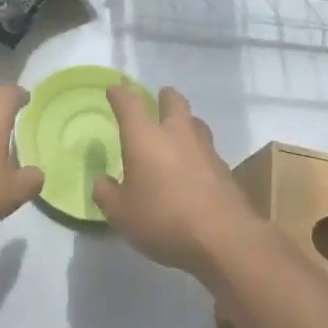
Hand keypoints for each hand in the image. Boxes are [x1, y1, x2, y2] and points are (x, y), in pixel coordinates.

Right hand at [92, 85, 265, 277]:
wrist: (224, 239)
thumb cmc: (163, 219)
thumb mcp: (120, 213)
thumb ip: (106, 193)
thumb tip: (102, 180)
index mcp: (145, 138)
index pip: (129, 103)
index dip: (120, 93)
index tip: (114, 88)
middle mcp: (176, 134)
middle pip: (173, 101)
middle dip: (163, 97)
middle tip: (157, 100)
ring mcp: (205, 149)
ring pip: (195, 122)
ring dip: (184, 121)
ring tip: (176, 133)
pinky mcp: (224, 169)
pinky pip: (207, 149)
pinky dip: (196, 151)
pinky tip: (192, 167)